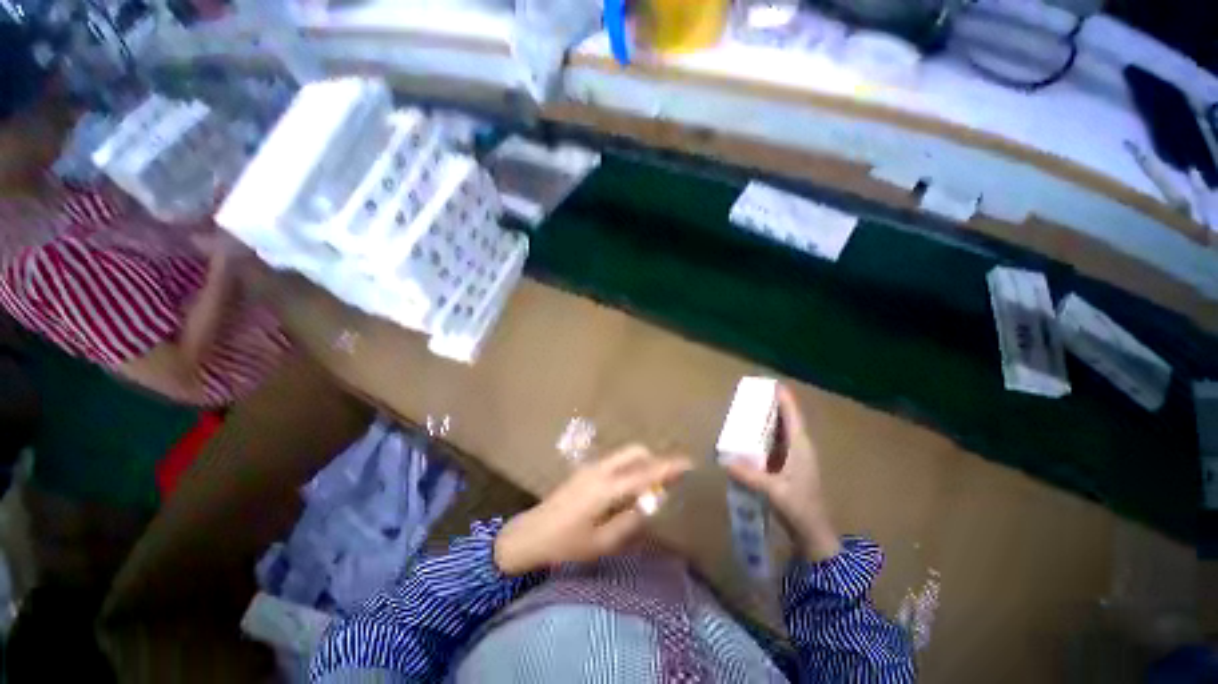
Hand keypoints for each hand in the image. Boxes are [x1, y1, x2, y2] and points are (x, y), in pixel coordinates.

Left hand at [494, 445, 691, 575]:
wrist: (531, 534)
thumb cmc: (566, 544)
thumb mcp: (602, 542)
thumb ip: (630, 520)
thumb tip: (652, 502)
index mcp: (606, 488)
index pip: (645, 473)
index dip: (668, 467)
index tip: (688, 463)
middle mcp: (600, 469)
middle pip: (635, 452)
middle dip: (654, 460)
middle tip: (666, 480)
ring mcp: (591, 466)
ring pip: (625, 454)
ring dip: (642, 463)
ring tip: (649, 487)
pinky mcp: (586, 469)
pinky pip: (616, 461)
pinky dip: (629, 467)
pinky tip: (628, 488)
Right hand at [724, 385, 841, 561]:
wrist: (813, 534)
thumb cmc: (799, 508)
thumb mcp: (773, 490)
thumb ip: (748, 475)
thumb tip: (723, 460)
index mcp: (800, 447)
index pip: (792, 416)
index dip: (783, 399)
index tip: (771, 383)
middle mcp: (799, 449)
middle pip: (786, 420)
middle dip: (771, 406)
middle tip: (751, 396)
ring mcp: (795, 459)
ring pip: (781, 433)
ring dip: (767, 421)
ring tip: (748, 412)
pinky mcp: (789, 469)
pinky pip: (775, 445)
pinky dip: (764, 437)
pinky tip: (750, 439)